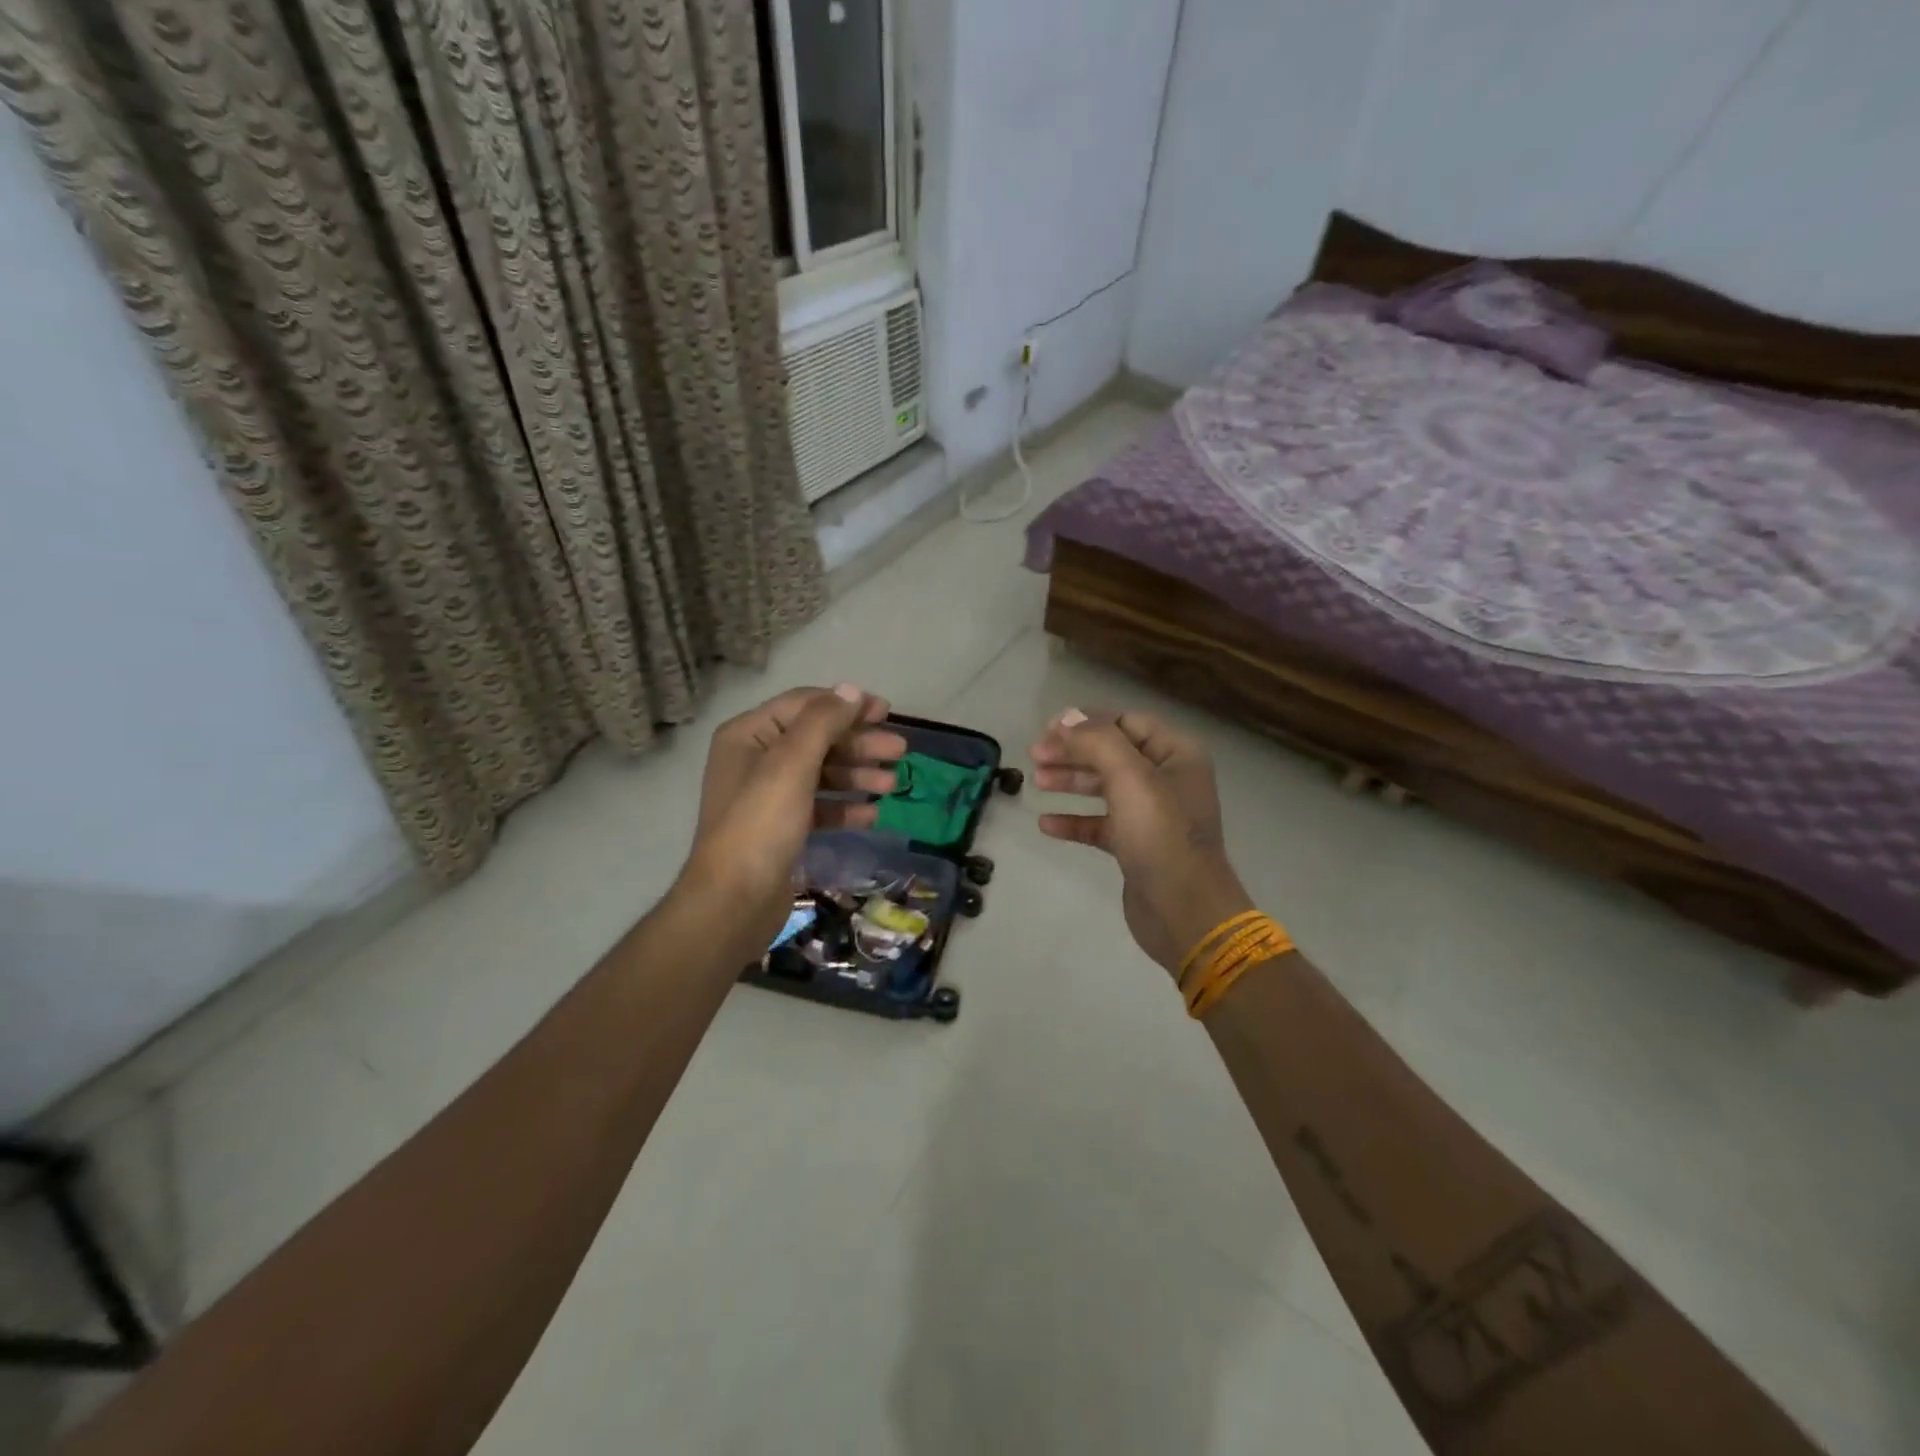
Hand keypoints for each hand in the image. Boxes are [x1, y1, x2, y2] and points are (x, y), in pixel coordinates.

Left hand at [680, 685, 906, 955]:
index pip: (804, 705)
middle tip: (900, 752)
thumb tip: (851, 690)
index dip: (846, 705)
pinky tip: (872, 814)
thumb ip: (822, 722)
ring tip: (893, 785)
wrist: (734, 901)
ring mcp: (768, 796)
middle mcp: (756, 760)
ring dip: (858, 775)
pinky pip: (819, 807)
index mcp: (749, 735)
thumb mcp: (791, 764)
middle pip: (817, 739)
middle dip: (859, 744)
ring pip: (822, 774)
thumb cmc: (761, 824)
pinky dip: (845, 807)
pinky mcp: (782, 829)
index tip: (887, 713)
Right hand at [1030, 708, 1254, 976]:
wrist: (1183, 910)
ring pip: (1104, 787)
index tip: (1048, 729)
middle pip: (1112, 753)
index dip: (1087, 722)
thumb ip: (1097, 741)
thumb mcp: (1129, 777)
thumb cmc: (1159, 835)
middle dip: (1073, 751)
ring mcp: (1152, 815)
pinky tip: (1045, 824)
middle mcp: (1167, 779)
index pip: (1126, 722)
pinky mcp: (1137, 846)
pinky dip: (1075, 820)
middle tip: (1035, 756)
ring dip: (1070, 781)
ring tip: (1036, 781)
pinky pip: (1100, 824)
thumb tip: (1067, 718)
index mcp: (1176, 754)